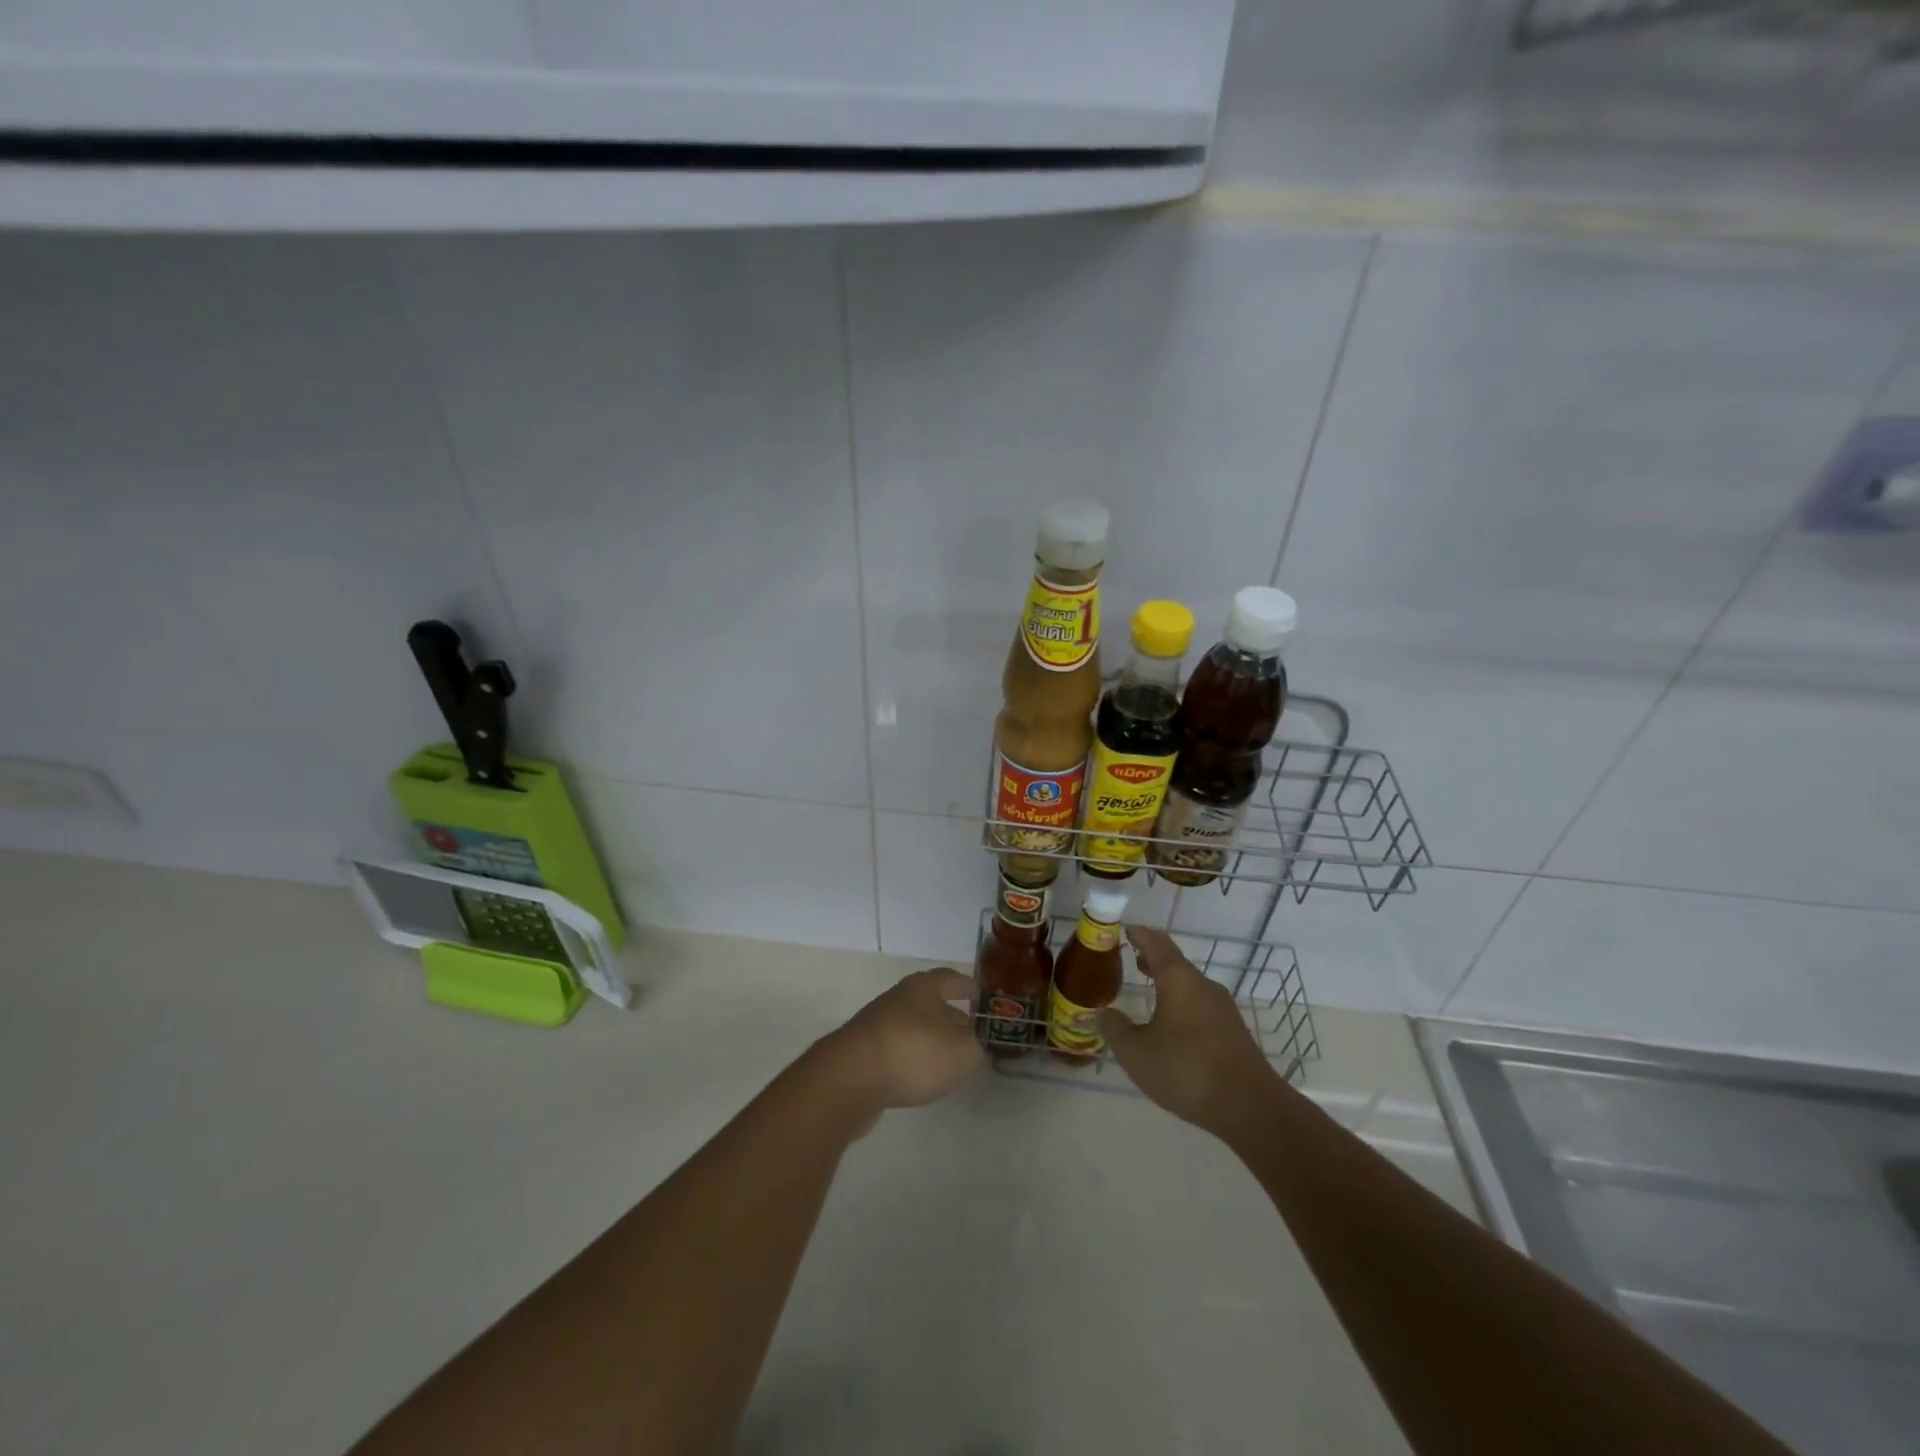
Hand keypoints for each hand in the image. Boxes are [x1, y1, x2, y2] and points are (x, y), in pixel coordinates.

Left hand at [811, 968, 984, 1119]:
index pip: (952, 978)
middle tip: (972, 1036)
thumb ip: (979, 1043)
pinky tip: (919, 1078)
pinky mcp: (862, 1052)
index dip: (969, 988)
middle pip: (931, 1003)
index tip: (984, 999)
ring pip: (913, 1027)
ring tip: (949, 1061)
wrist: (849, 1079)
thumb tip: (981, 1037)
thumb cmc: (913, 1053)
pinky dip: (911, 1059)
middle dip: (952, 1018)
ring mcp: (877, 1025)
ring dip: (931, 1040)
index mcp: (923, 987)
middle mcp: (898, 998)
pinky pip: (896, 1050)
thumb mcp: (962, 1050)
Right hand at [1099, 927, 1277, 1135]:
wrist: (1251, 1108)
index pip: (1157, 943)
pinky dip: (1182, 1003)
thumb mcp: (1136, 1052)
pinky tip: (1173, 1026)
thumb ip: (1115, 1029)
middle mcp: (1203, 986)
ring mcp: (1223, 1009)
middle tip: (1132, 958)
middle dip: (1153, 959)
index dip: (1139, 934)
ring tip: (1149, 990)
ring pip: (1190, 985)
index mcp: (1179, 980)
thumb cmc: (1186, 1069)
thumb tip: (1101, 1012)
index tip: (1126, 930)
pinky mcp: (1234, 1032)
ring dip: (1168, 983)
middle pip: (1176, 963)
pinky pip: (1201, 1006)